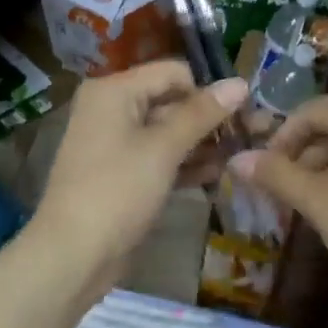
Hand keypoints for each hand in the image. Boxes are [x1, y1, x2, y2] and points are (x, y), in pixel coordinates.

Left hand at [34, 62, 247, 285]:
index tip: (245, 112)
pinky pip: (158, 157)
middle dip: (210, 119)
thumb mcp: (163, 148)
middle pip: (171, 101)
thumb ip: (202, 114)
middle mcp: (112, 108)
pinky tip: (218, 174)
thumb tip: (240, 83)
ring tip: (242, 155)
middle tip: (253, 134)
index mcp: (114, 90)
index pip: (173, 73)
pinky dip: (184, 163)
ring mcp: (115, 143)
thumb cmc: (118, 190)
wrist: (73, 254)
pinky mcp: (122, 174)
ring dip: (202, 143)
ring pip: (167, 132)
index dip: (208, 89)